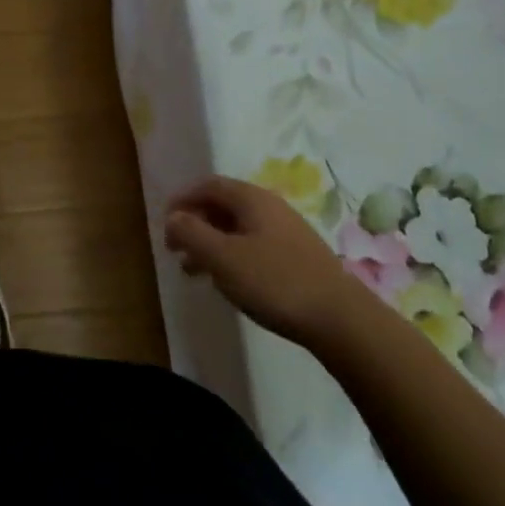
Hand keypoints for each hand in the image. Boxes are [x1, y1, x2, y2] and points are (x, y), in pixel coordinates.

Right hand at [164, 176, 364, 346]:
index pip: (208, 185)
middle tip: (175, 250)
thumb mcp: (223, 257)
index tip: (164, 223)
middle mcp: (270, 207)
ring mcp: (287, 232)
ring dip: (211, 243)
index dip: (182, 199)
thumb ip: (192, 233)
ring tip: (194, 272)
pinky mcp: (297, 257)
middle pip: (223, 205)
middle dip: (195, 224)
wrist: (340, 319)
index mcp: (251, 199)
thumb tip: (173, 217)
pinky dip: (232, 255)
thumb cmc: (274, 282)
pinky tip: (229, 281)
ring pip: (238, 228)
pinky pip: (254, 245)